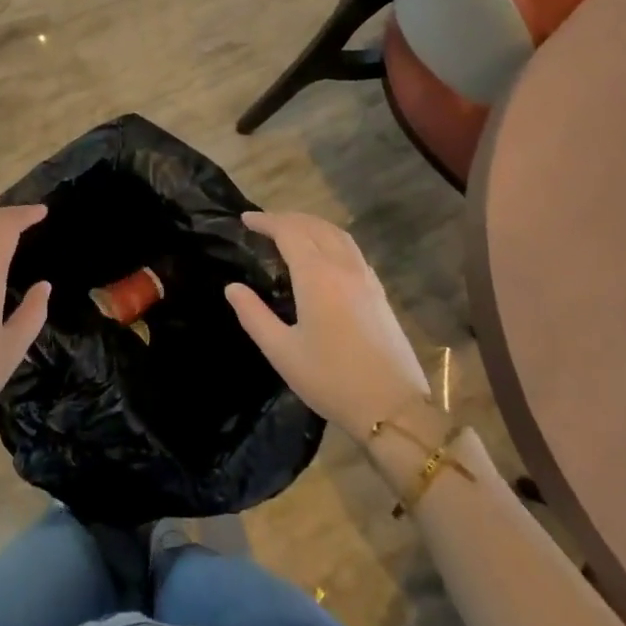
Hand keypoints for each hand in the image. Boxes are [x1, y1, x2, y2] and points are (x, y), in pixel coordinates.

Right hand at [226, 210, 429, 443]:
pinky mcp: (378, 292)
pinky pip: (351, 249)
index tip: (245, 218)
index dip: (266, 221)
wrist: (393, 407)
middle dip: (287, 218)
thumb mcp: (281, 351)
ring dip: (311, 224)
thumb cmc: (331, 379)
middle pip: (314, 226)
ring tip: (291, 230)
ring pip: (337, 234)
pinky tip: (324, 253)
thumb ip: (253, 315)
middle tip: (263, 223)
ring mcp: (365, 278)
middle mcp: (343, 267)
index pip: (289, 232)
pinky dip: (331, 238)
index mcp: (317, 276)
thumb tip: (233, 287)